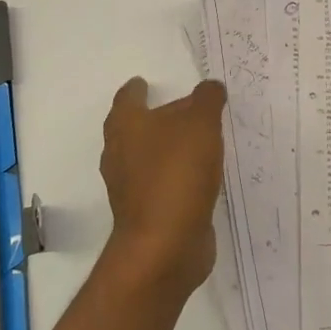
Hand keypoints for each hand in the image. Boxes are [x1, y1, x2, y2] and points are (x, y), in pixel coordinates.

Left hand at [98, 77, 226, 295]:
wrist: (165, 246)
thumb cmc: (177, 174)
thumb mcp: (201, 125)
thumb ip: (207, 100)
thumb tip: (210, 87)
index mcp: (126, 127)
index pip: (127, 99)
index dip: (136, 89)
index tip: (144, 83)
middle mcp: (121, 155)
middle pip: (136, 129)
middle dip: (157, 119)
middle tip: (185, 111)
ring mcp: (131, 188)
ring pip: (149, 158)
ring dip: (169, 149)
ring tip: (198, 142)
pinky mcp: (147, 214)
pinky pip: (163, 185)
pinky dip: (177, 177)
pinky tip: (200, 177)